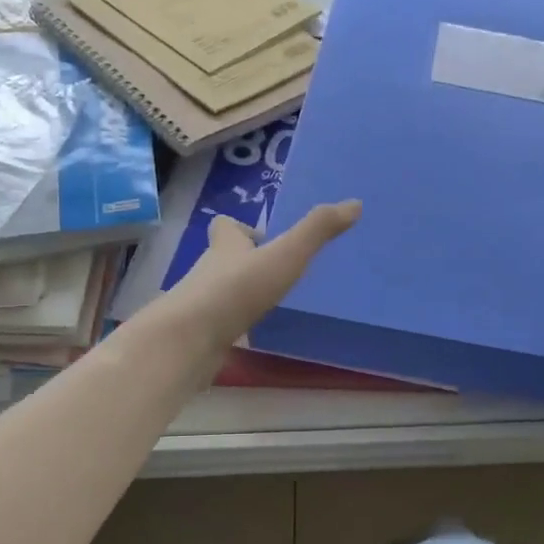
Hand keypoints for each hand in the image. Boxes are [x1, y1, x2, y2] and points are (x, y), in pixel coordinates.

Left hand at [148, 201, 360, 351]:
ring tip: (272, 304)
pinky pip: (221, 324)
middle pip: (225, 259)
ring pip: (222, 292)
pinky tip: (255, 336)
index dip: (240, 228)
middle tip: (276, 272)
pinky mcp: (200, 334)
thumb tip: (354, 203)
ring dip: (242, 295)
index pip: (226, 226)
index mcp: (226, 246)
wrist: (189, 340)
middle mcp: (209, 270)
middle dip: (246, 263)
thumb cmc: (237, 289)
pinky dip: (236, 326)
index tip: (262, 237)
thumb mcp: (285, 255)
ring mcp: (202, 304)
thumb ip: (317, 231)